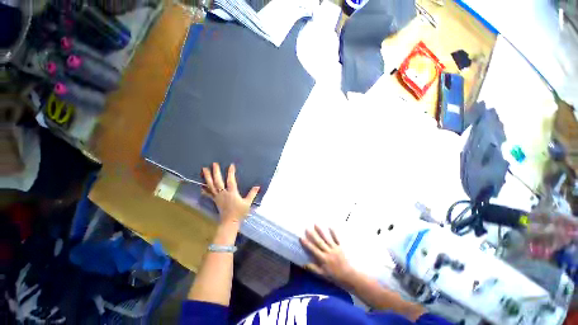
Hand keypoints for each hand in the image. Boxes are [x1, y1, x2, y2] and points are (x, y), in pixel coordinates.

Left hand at [202, 162, 259, 224]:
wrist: (230, 222)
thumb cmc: (239, 212)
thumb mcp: (248, 203)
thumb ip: (252, 194)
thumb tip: (258, 186)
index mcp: (232, 193)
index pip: (231, 180)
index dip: (231, 172)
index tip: (231, 165)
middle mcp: (223, 193)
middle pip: (218, 181)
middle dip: (216, 172)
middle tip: (214, 164)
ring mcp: (218, 197)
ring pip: (211, 185)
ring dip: (207, 177)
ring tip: (204, 169)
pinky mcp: (215, 200)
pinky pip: (208, 193)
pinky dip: (204, 189)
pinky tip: (201, 185)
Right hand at [300, 225, 355, 286]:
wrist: (350, 277)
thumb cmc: (336, 277)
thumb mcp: (323, 275)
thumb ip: (314, 269)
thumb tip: (303, 264)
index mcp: (323, 259)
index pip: (313, 250)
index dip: (306, 244)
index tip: (301, 237)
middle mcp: (328, 252)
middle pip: (319, 242)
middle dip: (312, 235)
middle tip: (307, 228)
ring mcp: (335, 248)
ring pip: (326, 238)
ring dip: (321, 231)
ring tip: (316, 224)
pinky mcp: (341, 247)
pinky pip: (337, 238)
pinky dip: (333, 232)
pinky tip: (330, 226)